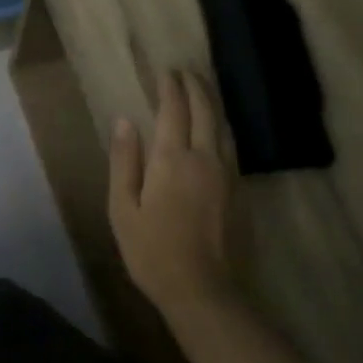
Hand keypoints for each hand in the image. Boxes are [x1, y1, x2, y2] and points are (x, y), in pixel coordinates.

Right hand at [109, 69, 239, 318]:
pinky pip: (231, 145)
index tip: (165, 71)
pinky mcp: (239, 190)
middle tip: (185, 72)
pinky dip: (222, 126)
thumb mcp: (123, 208)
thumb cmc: (153, 251)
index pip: (174, 109)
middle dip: (195, 86)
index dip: (170, 87)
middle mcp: (204, 157)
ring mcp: (227, 173)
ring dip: (212, 102)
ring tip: (202, 90)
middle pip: (205, 109)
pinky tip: (217, 129)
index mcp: (172, 159)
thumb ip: (124, 161)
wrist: (204, 291)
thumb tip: (124, 121)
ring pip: (223, 125)